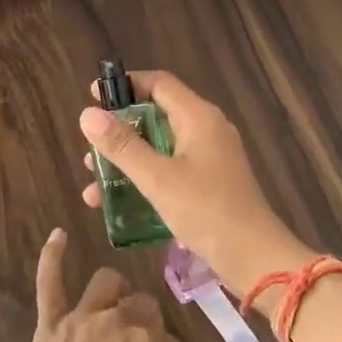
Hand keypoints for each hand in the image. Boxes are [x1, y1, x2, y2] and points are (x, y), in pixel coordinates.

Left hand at [0, 228, 186, 341]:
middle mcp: (117, 320)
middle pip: (144, 304)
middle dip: (149, 321)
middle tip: (144, 340)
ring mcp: (81, 316)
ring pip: (107, 282)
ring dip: (116, 290)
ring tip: (116, 301)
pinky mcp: (50, 320)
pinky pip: (50, 282)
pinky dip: (52, 257)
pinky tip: (58, 235)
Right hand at [79, 70, 312, 298]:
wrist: (254, 257)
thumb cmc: (206, 210)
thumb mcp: (157, 178)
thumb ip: (122, 146)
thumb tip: (87, 114)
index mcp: (198, 117)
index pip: (159, 83)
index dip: (125, 85)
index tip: (92, 97)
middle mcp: (206, 129)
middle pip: (156, 115)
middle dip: (120, 132)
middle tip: (91, 150)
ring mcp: (210, 157)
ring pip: (160, 147)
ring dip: (127, 161)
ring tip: (94, 184)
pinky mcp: (210, 182)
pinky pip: (170, 169)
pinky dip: (145, 179)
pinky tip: (118, 204)